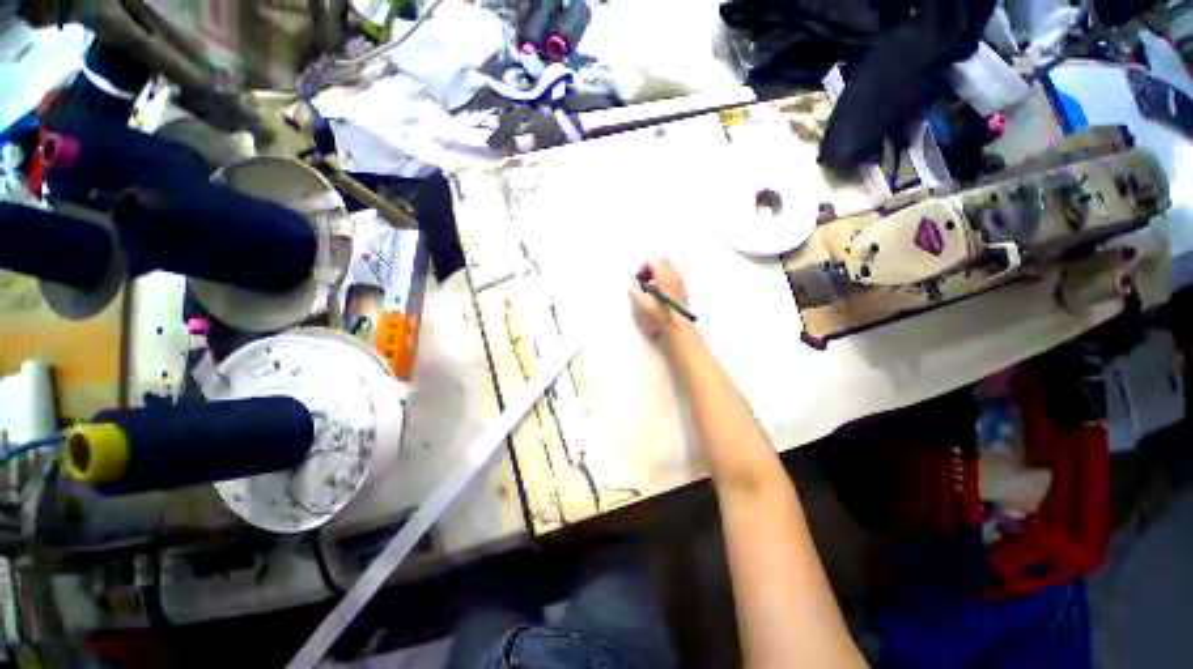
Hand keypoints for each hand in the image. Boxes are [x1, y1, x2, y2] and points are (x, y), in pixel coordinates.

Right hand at [629, 259, 696, 341]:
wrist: (680, 326)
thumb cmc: (661, 315)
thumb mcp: (644, 304)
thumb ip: (635, 291)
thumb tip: (633, 284)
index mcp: (664, 276)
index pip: (652, 261)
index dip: (641, 269)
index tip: (636, 280)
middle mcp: (674, 275)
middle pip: (662, 260)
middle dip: (650, 266)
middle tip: (642, 279)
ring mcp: (680, 281)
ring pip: (668, 266)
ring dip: (657, 271)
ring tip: (649, 285)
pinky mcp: (682, 288)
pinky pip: (672, 274)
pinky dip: (663, 277)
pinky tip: (658, 291)